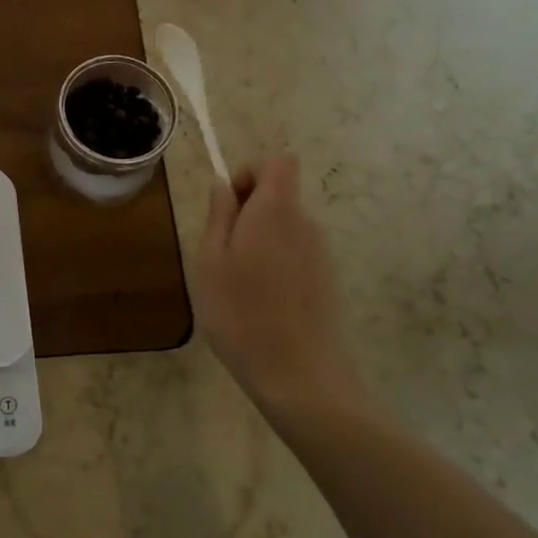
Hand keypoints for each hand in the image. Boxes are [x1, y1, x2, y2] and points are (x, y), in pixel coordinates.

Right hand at [197, 155, 364, 422]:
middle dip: (248, 211)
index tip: (229, 205)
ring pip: (285, 226)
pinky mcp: (327, 280)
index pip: (279, 161)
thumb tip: (224, 184)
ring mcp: (321, 253)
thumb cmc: (242, 313)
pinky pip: (295, 253)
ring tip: (237, 282)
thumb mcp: (211, 261)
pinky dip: (275, 264)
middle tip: (221, 252)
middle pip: (280, 194)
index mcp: (276, 211)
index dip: (251, 173)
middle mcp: (305, 224)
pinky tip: (260, 302)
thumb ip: (219, 215)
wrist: (299, 376)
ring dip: (259, 240)